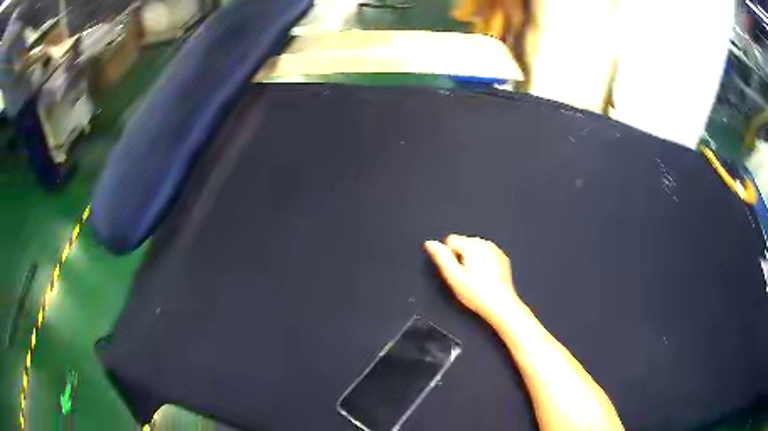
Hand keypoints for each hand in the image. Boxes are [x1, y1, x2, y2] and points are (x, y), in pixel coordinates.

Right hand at [424, 234, 518, 321]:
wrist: (500, 305)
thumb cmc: (476, 293)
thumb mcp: (453, 277)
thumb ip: (441, 257)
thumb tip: (430, 243)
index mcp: (472, 245)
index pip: (450, 240)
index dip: (448, 257)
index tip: (455, 271)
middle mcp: (485, 243)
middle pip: (463, 244)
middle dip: (461, 258)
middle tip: (464, 278)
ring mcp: (496, 250)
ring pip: (475, 250)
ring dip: (472, 261)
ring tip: (475, 281)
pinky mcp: (503, 259)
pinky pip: (487, 256)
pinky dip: (484, 264)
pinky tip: (485, 280)